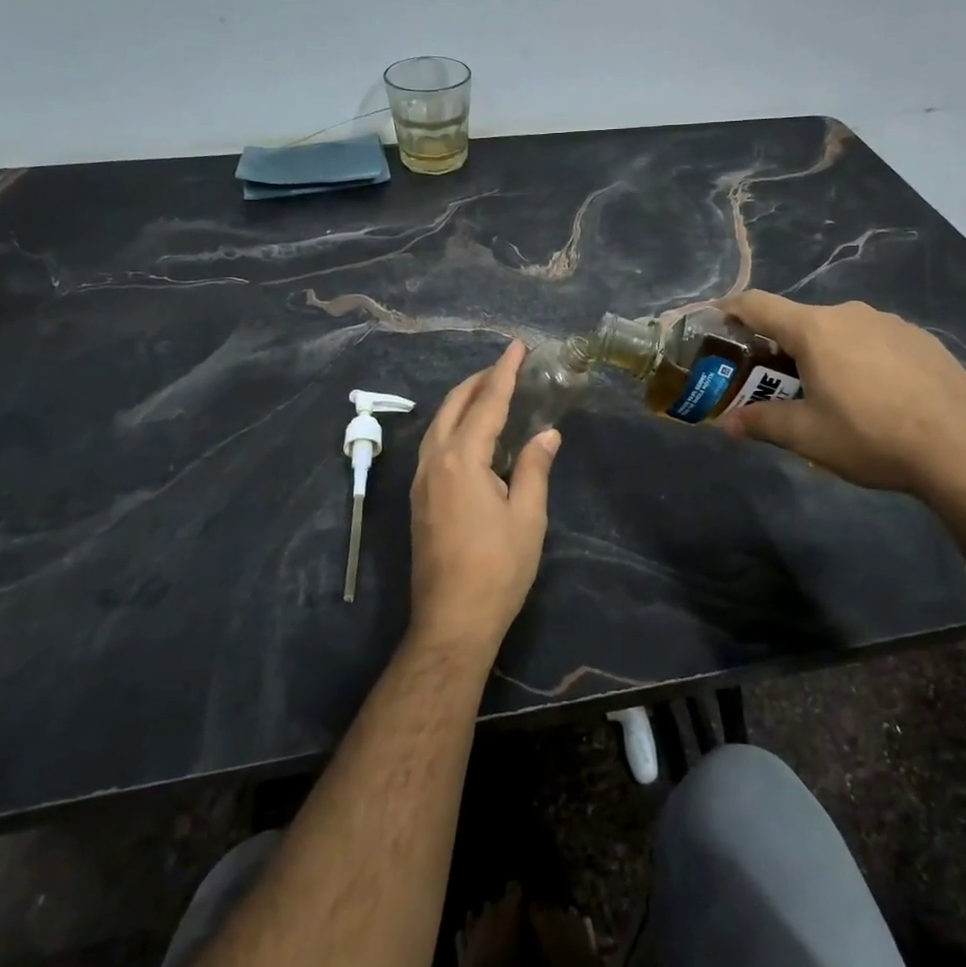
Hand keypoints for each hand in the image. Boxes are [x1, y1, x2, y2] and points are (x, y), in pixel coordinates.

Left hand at [408, 341, 561, 656]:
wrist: (452, 620)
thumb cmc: (498, 568)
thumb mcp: (528, 517)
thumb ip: (534, 468)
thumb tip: (546, 434)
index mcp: (462, 460)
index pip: (487, 403)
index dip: (504, 372)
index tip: (517, 346)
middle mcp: (434, 461)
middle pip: (454, 405)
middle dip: (480, 381)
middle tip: (507, 366)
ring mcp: (421, 480)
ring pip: (439, 423)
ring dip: (463, 401)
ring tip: (491, 392)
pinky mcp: (419, 498)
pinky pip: (434, 443)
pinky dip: (454, 424)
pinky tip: (471, 433)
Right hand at [717, 292, 965, 500]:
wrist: (963, 449)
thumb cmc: (871, 436)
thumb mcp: (807, 436)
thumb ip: (762, 423)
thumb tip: (727, 425)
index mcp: (815, 330)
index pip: (758, 304)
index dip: (731, 309)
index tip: (715, 318)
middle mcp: (850, 313)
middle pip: (801, 321)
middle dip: (780, 346)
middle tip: (775, 382)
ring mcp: (890, 322)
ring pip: (840, 331)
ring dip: (823, 353)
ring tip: (830, 393)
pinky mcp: (921, 339)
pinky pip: (874, 340)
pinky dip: (860, 358)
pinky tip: (876, 395)